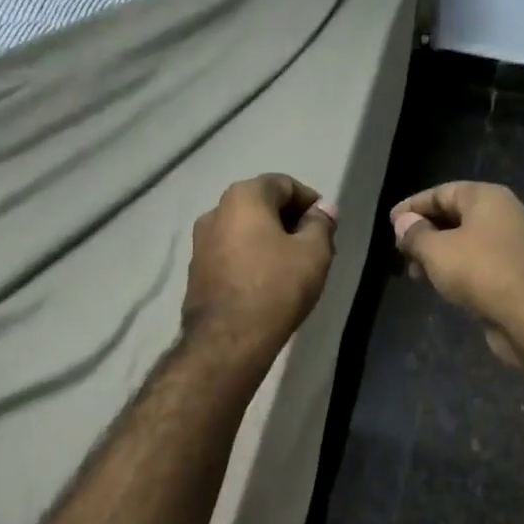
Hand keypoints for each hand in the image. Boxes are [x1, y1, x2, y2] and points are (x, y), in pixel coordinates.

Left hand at [184, 174, 336, 362]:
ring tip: (293, 266)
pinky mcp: (196, 270)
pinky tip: (268, 281)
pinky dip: (251, 257)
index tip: (326, 225)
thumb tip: (323, 210)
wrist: (227, 339)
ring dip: (270, 240)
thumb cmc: (276, 287)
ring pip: (245, 230)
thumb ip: (321, 225)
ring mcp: (200, 242)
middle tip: (314, 245)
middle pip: (261, 205)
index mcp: (243, 197)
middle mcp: (215, 211)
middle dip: (290, 220)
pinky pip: (231, 252)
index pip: (284, 184)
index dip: (310, 201)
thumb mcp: (314, 253)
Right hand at [390, 182, 523, 363]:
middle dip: (424, 232)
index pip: (442, 192)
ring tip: (415, 273)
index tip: (390, 222)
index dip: (413, 206)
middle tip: (400, 250)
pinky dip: (456, 267)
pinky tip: (440, 284)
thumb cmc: (480, 272)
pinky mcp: (515, 270)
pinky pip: (478, 261)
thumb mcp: (436, 251)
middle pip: (455, 215)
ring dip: (438, 253)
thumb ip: (415, 234)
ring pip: (465, 241)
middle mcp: (503, 213)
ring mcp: (512, 243)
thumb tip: (403, 222)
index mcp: (486, 198)